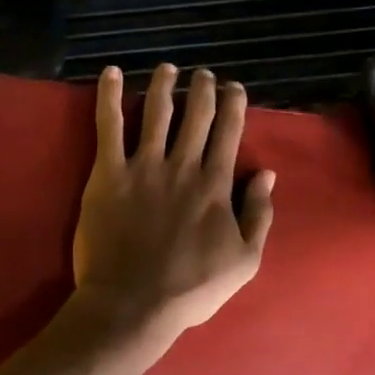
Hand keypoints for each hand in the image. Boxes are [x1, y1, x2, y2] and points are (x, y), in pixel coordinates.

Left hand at [72, 64, 275, 335]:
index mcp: (215, 185)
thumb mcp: (244, 260)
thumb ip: (259, 214)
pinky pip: (108, 127)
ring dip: (164, 85)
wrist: (132, 304)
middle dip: (203, 89)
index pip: (228, 132)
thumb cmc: (191, 288)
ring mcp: (143, 167)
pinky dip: (109, 97)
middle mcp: (182, 166)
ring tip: (168, 69)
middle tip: (204, 74)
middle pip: (196, 115)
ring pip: (156, 112)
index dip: (233, 105)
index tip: (234, 88)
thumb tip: (267, 174)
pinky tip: (111, 74)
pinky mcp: (108, 174)